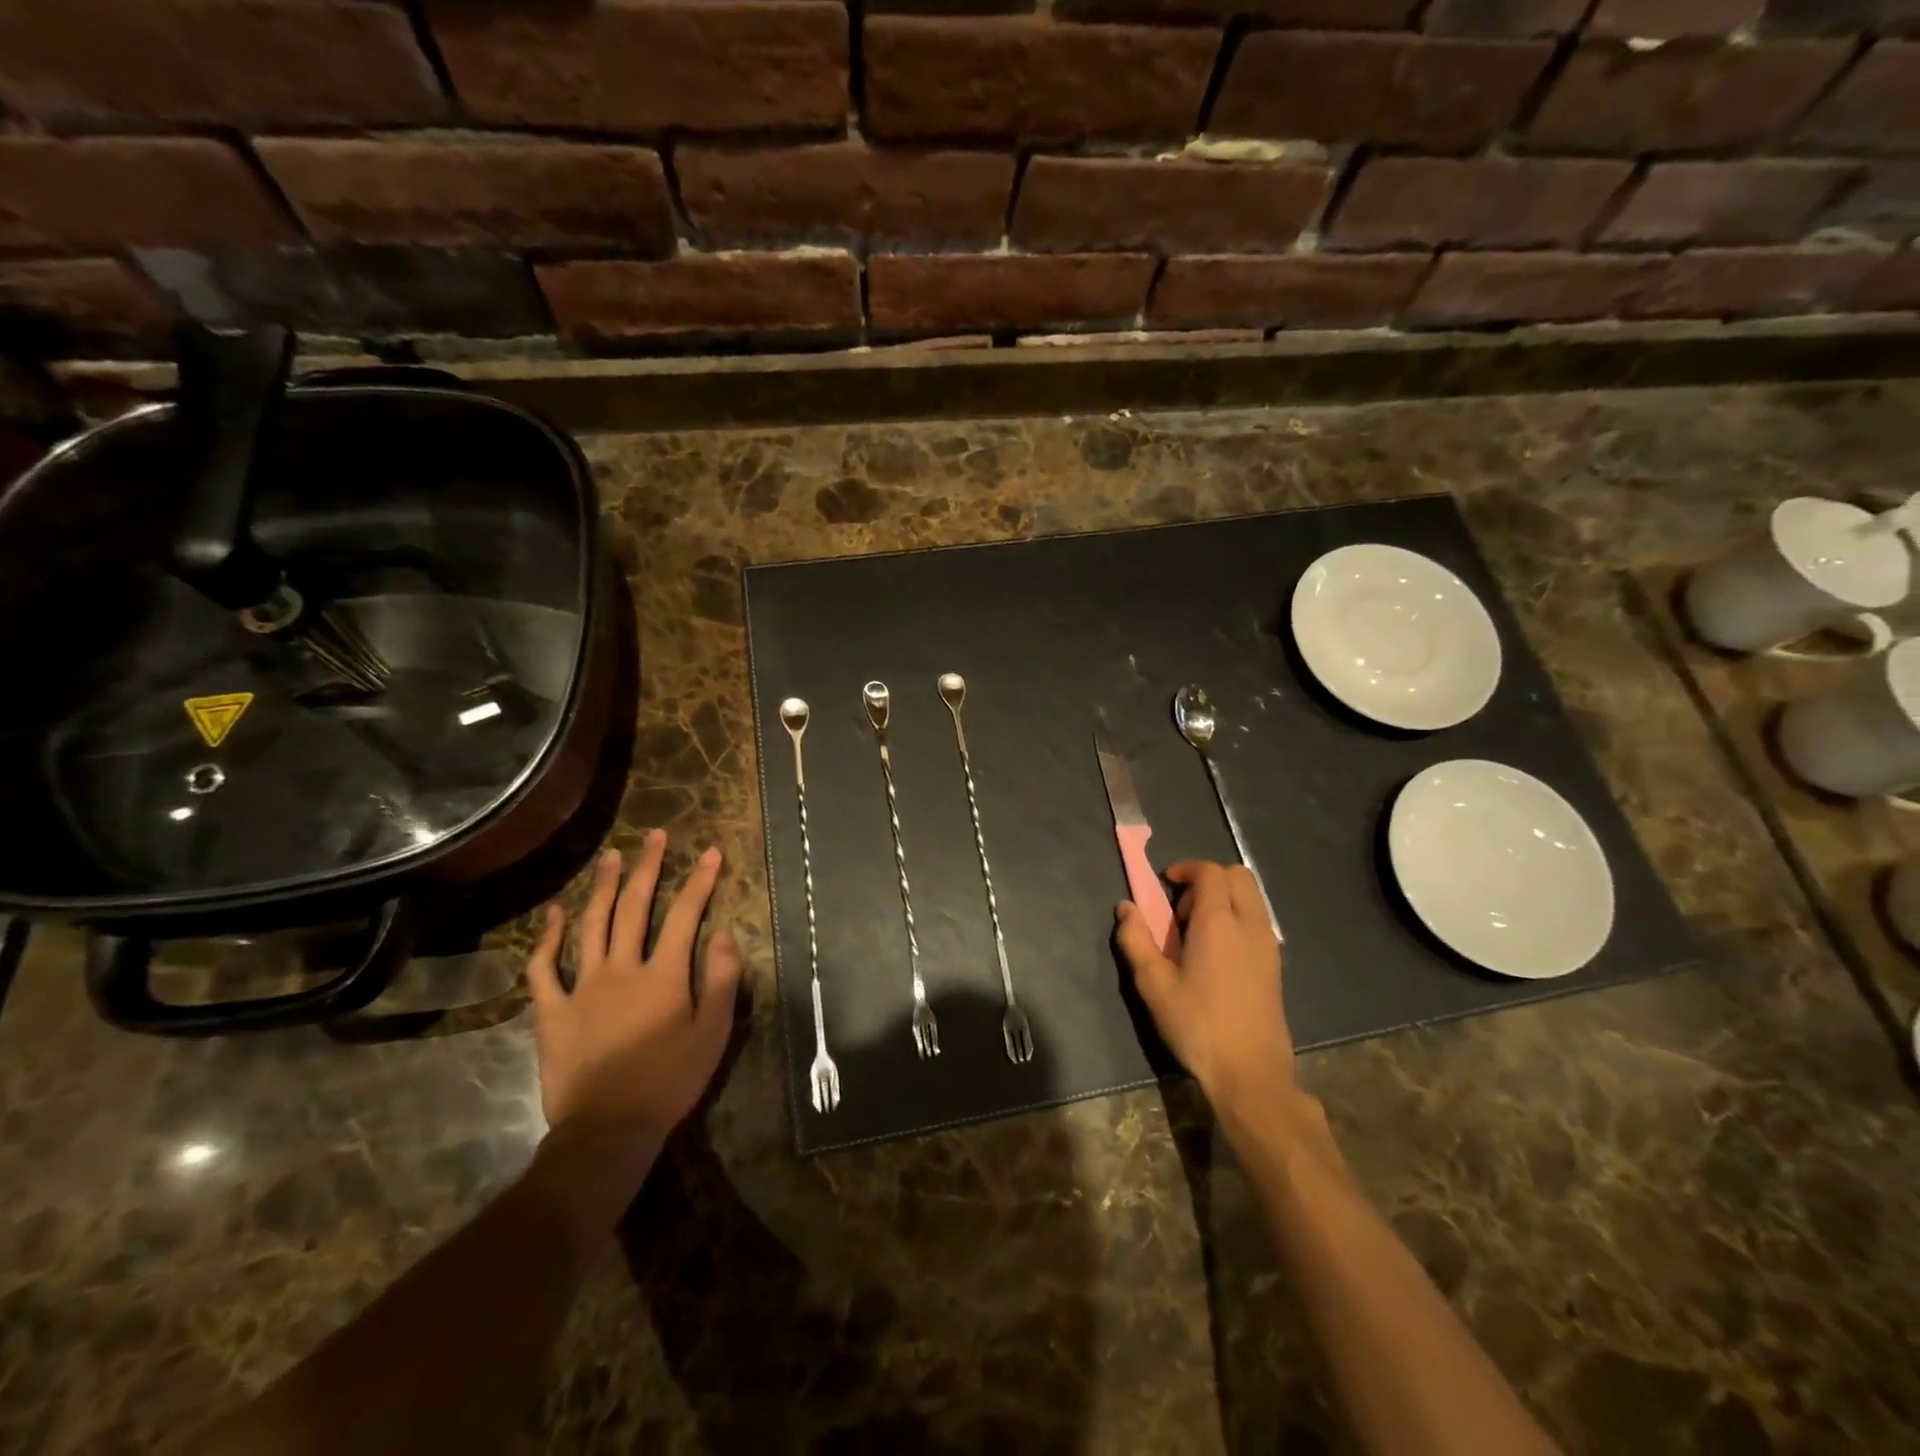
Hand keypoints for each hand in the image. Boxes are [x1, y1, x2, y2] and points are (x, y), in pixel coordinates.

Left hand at [526, 831, 742, 1162]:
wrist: (609, 1129)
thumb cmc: (670, 1081)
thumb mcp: (714, 1033)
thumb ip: (722, 980)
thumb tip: (725, 934)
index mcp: (664, 975)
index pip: (685, 915)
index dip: (700, 880)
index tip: (710, 851)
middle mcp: (623, 969)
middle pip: (634, 907)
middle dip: (647, 867)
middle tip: (654, 836)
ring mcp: (582, 987)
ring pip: (592, 925)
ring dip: (602, 887)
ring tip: (611, 856)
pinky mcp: (553, 1011)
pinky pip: (545, 968)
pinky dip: (549, 938)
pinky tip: (555, 913)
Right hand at [1114, 860, 1292, 1114]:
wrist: (1250, 1073)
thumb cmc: (1197, 1025)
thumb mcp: (1154, 984)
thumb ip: (1136, 940)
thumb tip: (1126, 907)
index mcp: (1218, 922)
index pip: (1210, 872)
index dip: (1186, 868)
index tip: (1164, 884)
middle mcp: (1249, 925)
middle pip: (1238, 876)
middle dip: (1208, 879)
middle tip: (1180, 909)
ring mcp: (1268, 945)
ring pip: (1251, 897)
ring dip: (1224, 898)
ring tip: (1196, 933)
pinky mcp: (1275, 965)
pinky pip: (1257, 921)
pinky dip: (1237, 919)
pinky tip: (1216, 955)